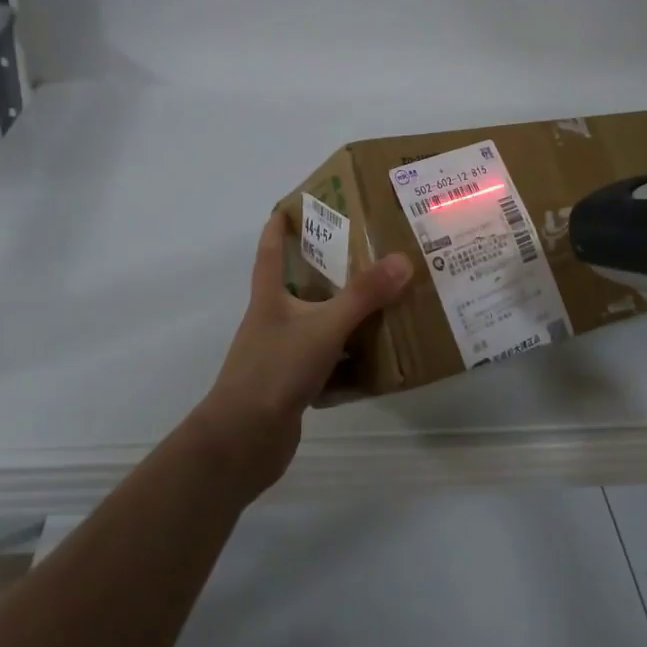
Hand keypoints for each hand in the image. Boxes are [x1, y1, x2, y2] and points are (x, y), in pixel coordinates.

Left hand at [188, 211, 412, 498]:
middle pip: (301, 288)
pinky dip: (350, 360)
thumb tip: (403, 259)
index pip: (270, 252)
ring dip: (346, 317)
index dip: (279, 227)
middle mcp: (274, 322)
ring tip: (385, 302)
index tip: (295, 204)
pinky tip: (378, 360)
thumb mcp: (323, 327)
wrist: (243, 442)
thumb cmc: (275, 371)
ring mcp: (283, 356)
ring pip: (319, 327)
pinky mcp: (294, 386)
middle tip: (368, 252)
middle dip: (330, 271)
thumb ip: (363, 296)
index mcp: (270, 299)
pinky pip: (328, 363)